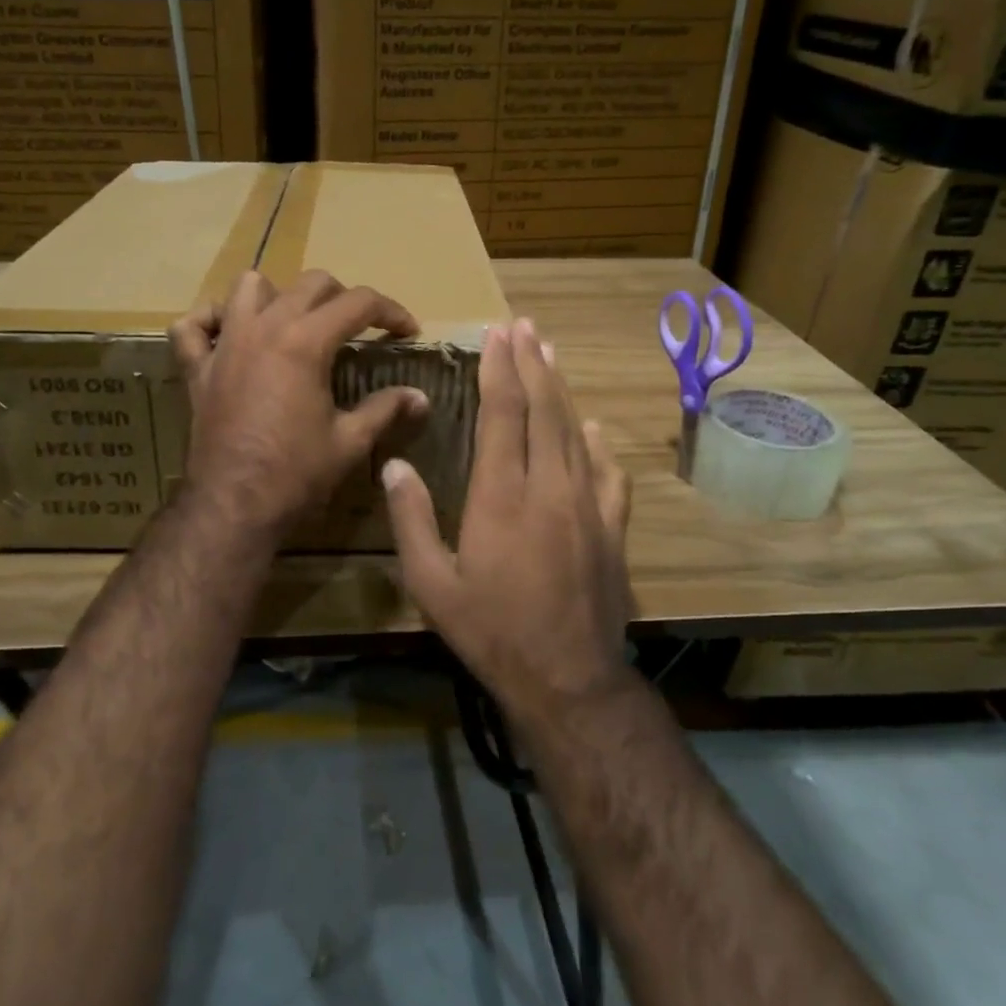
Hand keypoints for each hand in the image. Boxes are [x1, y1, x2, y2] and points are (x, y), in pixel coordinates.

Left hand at [169, 269, 429, 540]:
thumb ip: (386, 409)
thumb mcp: (350, 441)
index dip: (391, 312)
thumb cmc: (296, 473)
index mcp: (305, 341)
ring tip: (294, 322)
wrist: (234, 505)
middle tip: (359, 329)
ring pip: (248, 287)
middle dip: (343, 298)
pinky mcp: (197, 368)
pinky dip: (210, 321)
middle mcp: (264, 328)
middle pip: (311, 284)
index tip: (407, 331)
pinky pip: (191, 326)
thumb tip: (420, 397)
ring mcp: (225, 344)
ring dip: (277, 296)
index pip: (359, 302)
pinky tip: (228, 335)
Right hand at [382, 318, 634, 721]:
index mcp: (500, 496)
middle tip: (524, 326)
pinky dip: (599, 442)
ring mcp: (587, 505)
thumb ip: (411, 520)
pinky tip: (594, 426)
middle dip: (532, 363)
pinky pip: (608, 473)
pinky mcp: (612, 528)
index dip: (499, 370)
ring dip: (561, 389)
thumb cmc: (491, 632)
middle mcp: (548, 487)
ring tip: (551, 354)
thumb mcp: (431, 584)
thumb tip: (394, 465)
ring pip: (575, 431)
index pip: (502, 415)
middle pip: (543, 410)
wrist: (568, 680)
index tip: (497, 334)